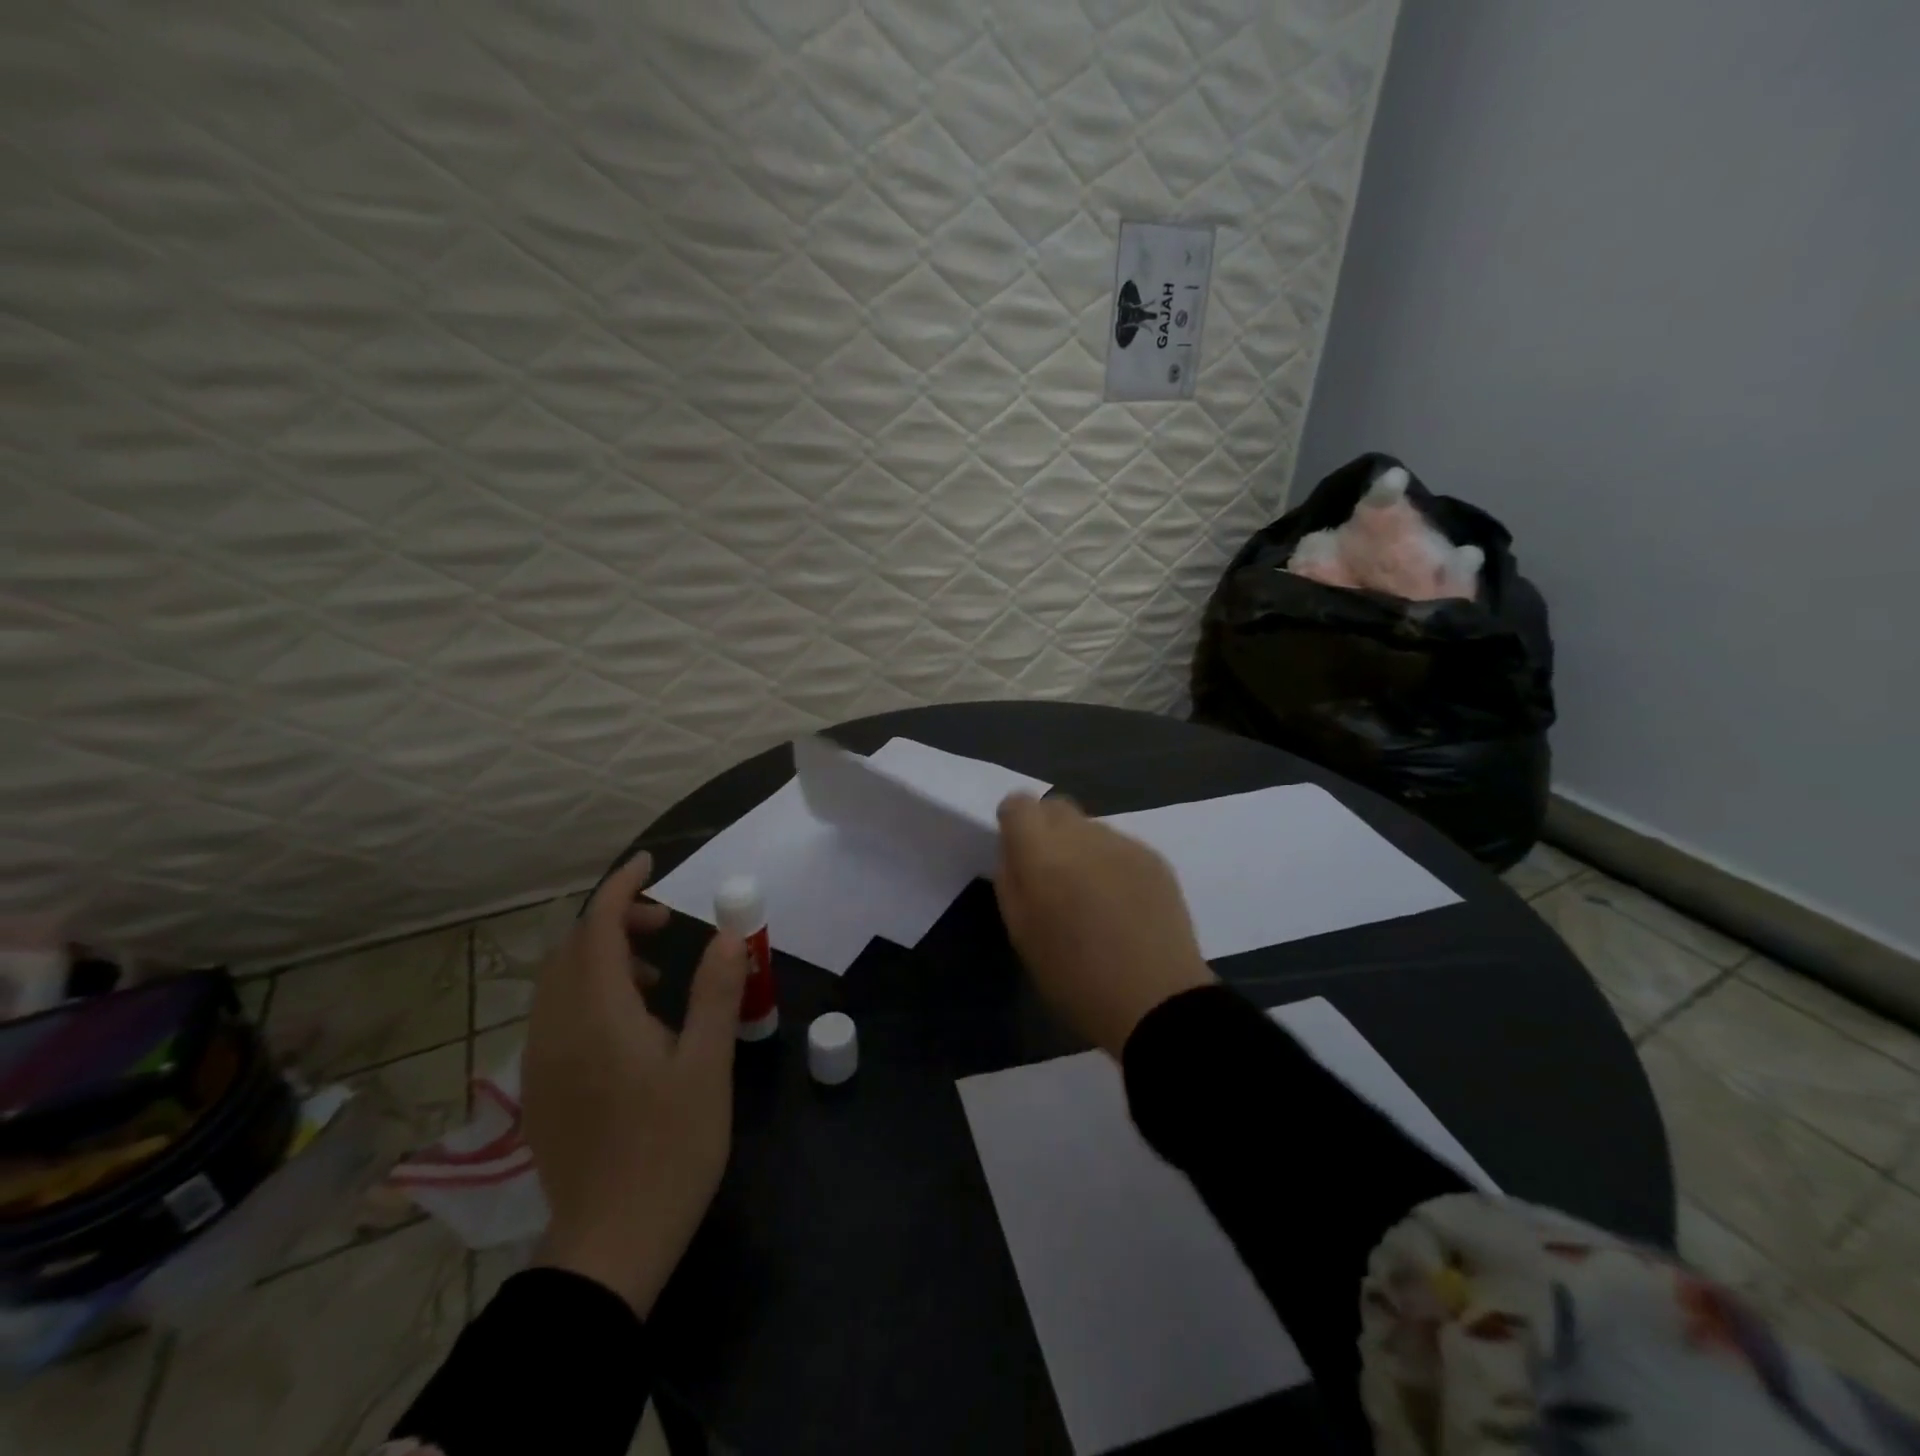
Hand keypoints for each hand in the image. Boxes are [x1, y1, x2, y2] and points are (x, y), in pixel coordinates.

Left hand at [522, 852, 747, 1316]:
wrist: (610, 1246)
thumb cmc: (670, 1150)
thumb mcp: (707, 1066)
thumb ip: (715, 992)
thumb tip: (727, 934)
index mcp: (598, 1017)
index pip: (595, 928)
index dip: (620, 887)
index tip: (650, 862)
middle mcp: (558, 1029)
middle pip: (571, 948)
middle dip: (614, 919)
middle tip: (665, 923)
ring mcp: (543, 1061)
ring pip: (559, 980)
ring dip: (601, 955)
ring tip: (655, 972)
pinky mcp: (542, 1088)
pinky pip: (556, 1012)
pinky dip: (589, 989)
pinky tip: (630, 1019)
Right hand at [993, 795, 1214, 1056]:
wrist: (1157, 1002)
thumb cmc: (1075, 979)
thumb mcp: (1021, 934)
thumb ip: (1011, 881)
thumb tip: (1014, 852)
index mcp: (1043, 855)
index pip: (1019, 804)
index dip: (1013, 823)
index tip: (1017, 852)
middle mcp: (1084, 836)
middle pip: (1056, 808)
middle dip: (1046, 831)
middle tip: (1051, 875)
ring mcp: (1124, 844)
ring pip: (1090, 828)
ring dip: (1081, 849)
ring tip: (1092, 896)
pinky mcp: (1155, 858)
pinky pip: (1120, 846)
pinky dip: (1112, 864)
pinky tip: (1122, 904)